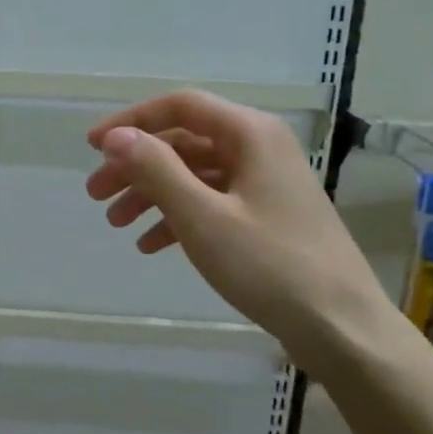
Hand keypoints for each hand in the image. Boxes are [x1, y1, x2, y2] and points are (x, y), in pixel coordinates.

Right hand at [86, 91, 393, 367]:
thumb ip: (156, 169)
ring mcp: (264, 184)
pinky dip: (178, 217)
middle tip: (95, 194)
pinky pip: (212, 202)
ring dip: (152, 193)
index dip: (132, 121)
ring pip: (194, 174)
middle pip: (184, 141)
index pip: (180, 106)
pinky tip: (150, 244)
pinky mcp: (266, 216)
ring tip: (116, 223)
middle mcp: (258, 148)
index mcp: (250, 134)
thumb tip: (116, 136)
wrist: (341, 327)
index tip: (92, 146)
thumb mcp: (202, 216)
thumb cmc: (269, 265)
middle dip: (136, 165)